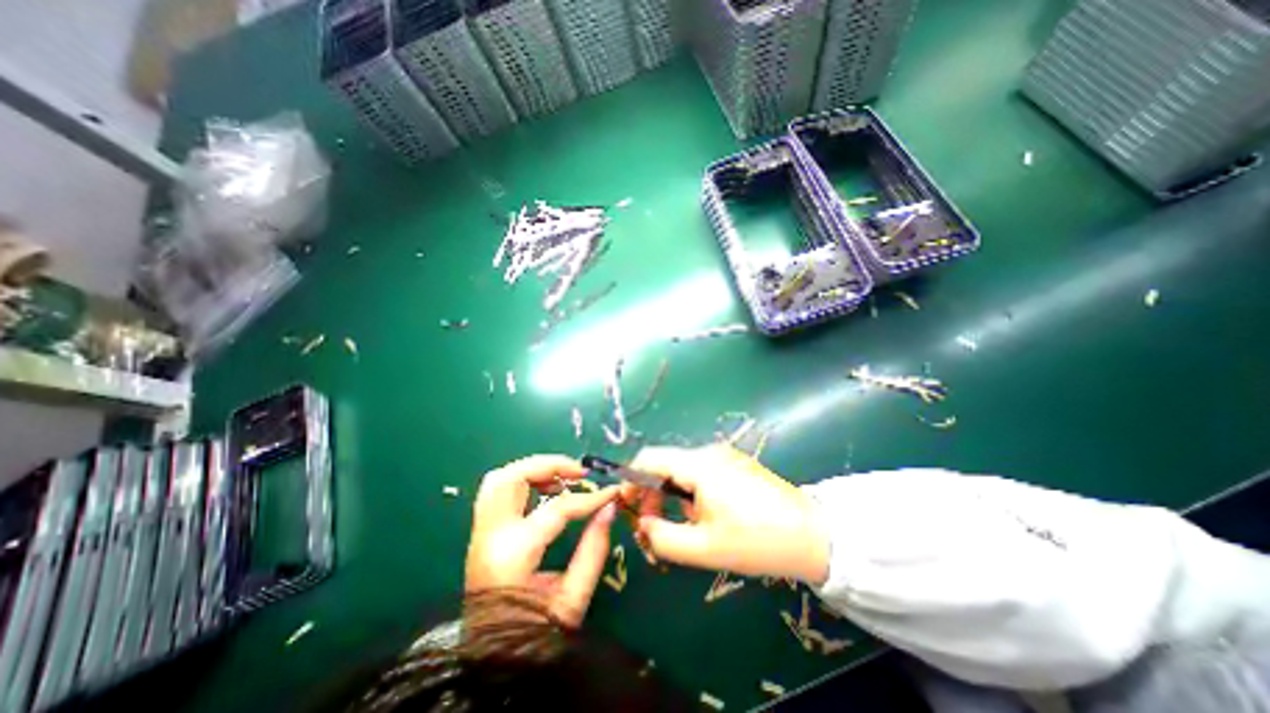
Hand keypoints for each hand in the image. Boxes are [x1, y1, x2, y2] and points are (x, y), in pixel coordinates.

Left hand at [468, 455, 623, 627]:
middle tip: (578, 472)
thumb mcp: (573, 599)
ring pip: (498, 479)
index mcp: (513, 555)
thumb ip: (593, 549)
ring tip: (561, 479)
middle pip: (511, 477)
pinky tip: (545, 492)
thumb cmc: (535, 637)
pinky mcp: (481, 535)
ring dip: (532, 470)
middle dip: (548, 465)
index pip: (556, 509)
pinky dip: (522, 482)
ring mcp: (480, 534)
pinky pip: (497, 492)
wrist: (492, 664)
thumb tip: (609, 508)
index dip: (589, 498)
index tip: (611, 492)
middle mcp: (489, 537)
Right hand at [624, 445, 836, 584]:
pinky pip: (700, 472)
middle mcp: (708, 452)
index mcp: (698, 465)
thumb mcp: (703, 547)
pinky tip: (705, 516)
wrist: (813, 535)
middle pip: (664, 464)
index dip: (630, 480)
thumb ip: (662, 537)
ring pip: (682, 470)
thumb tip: (642, 523)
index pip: (649, 459)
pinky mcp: (735, 464)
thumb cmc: (756, 542)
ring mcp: (724, 456)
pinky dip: (690, 491)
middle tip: (652, 526)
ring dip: (672, 495)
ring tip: (686, 526)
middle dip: (652, 493)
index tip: (626, 506)